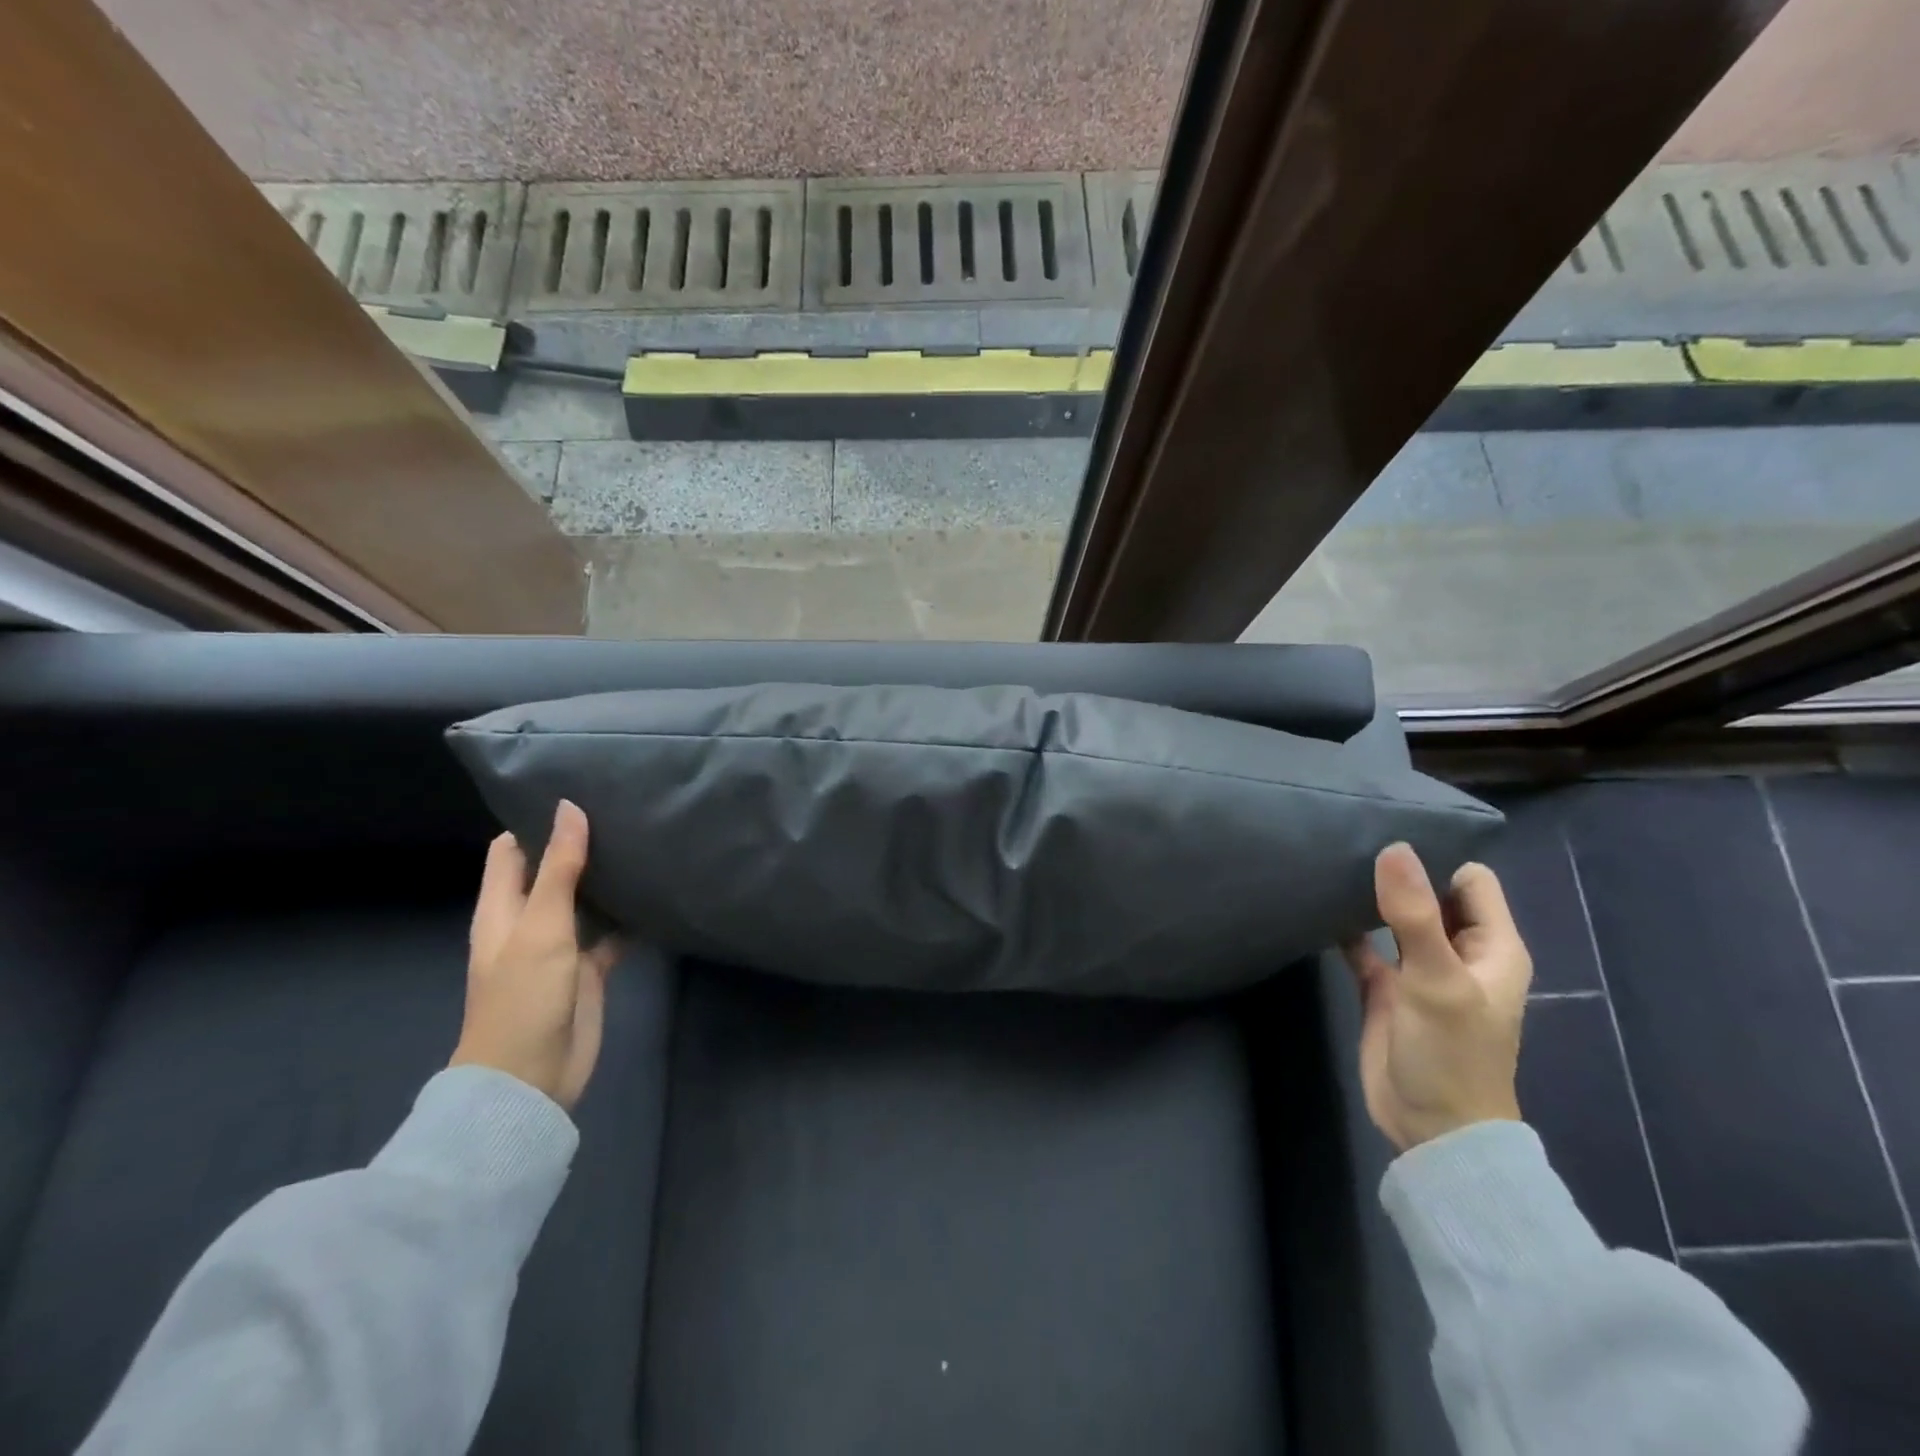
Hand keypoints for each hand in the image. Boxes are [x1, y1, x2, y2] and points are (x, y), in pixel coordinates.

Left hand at [451, 800, 619, 1110]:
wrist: (530, 1078)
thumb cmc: (523, 996)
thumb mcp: (541, 926)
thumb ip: (560, 868)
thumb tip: (569, 807)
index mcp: (502, 908)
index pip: (512, 850)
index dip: (535, 820)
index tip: (577, 791)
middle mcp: (529, 922)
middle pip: (552, 871)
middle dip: (580, 844)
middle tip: (623, 810)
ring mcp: (560, 947)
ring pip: (585, 900)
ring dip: (607, 879)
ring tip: (644, 841)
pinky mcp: (587, 970)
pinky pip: (611, 934)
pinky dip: (630, 918)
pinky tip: (657, 896)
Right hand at [1342, 843, 1531, 1151]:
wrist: (1431, 1128)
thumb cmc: (1451, 1054)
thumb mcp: (1437, 980)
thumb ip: (1415, 915)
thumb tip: (1394, 848)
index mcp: (1491, 947)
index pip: (1470, 881)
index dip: (1437, 859)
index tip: (1389, 840)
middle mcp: (1458, 952)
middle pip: (1430, 894)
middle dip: (1399, 873)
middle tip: (1349, 843)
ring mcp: (1419, 970)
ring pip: (1395, 918)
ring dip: (1370, 899)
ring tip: (1330, 865)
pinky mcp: (1386, 988)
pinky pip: (1364, 946)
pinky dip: (1345, 928)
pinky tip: (1317, 909)